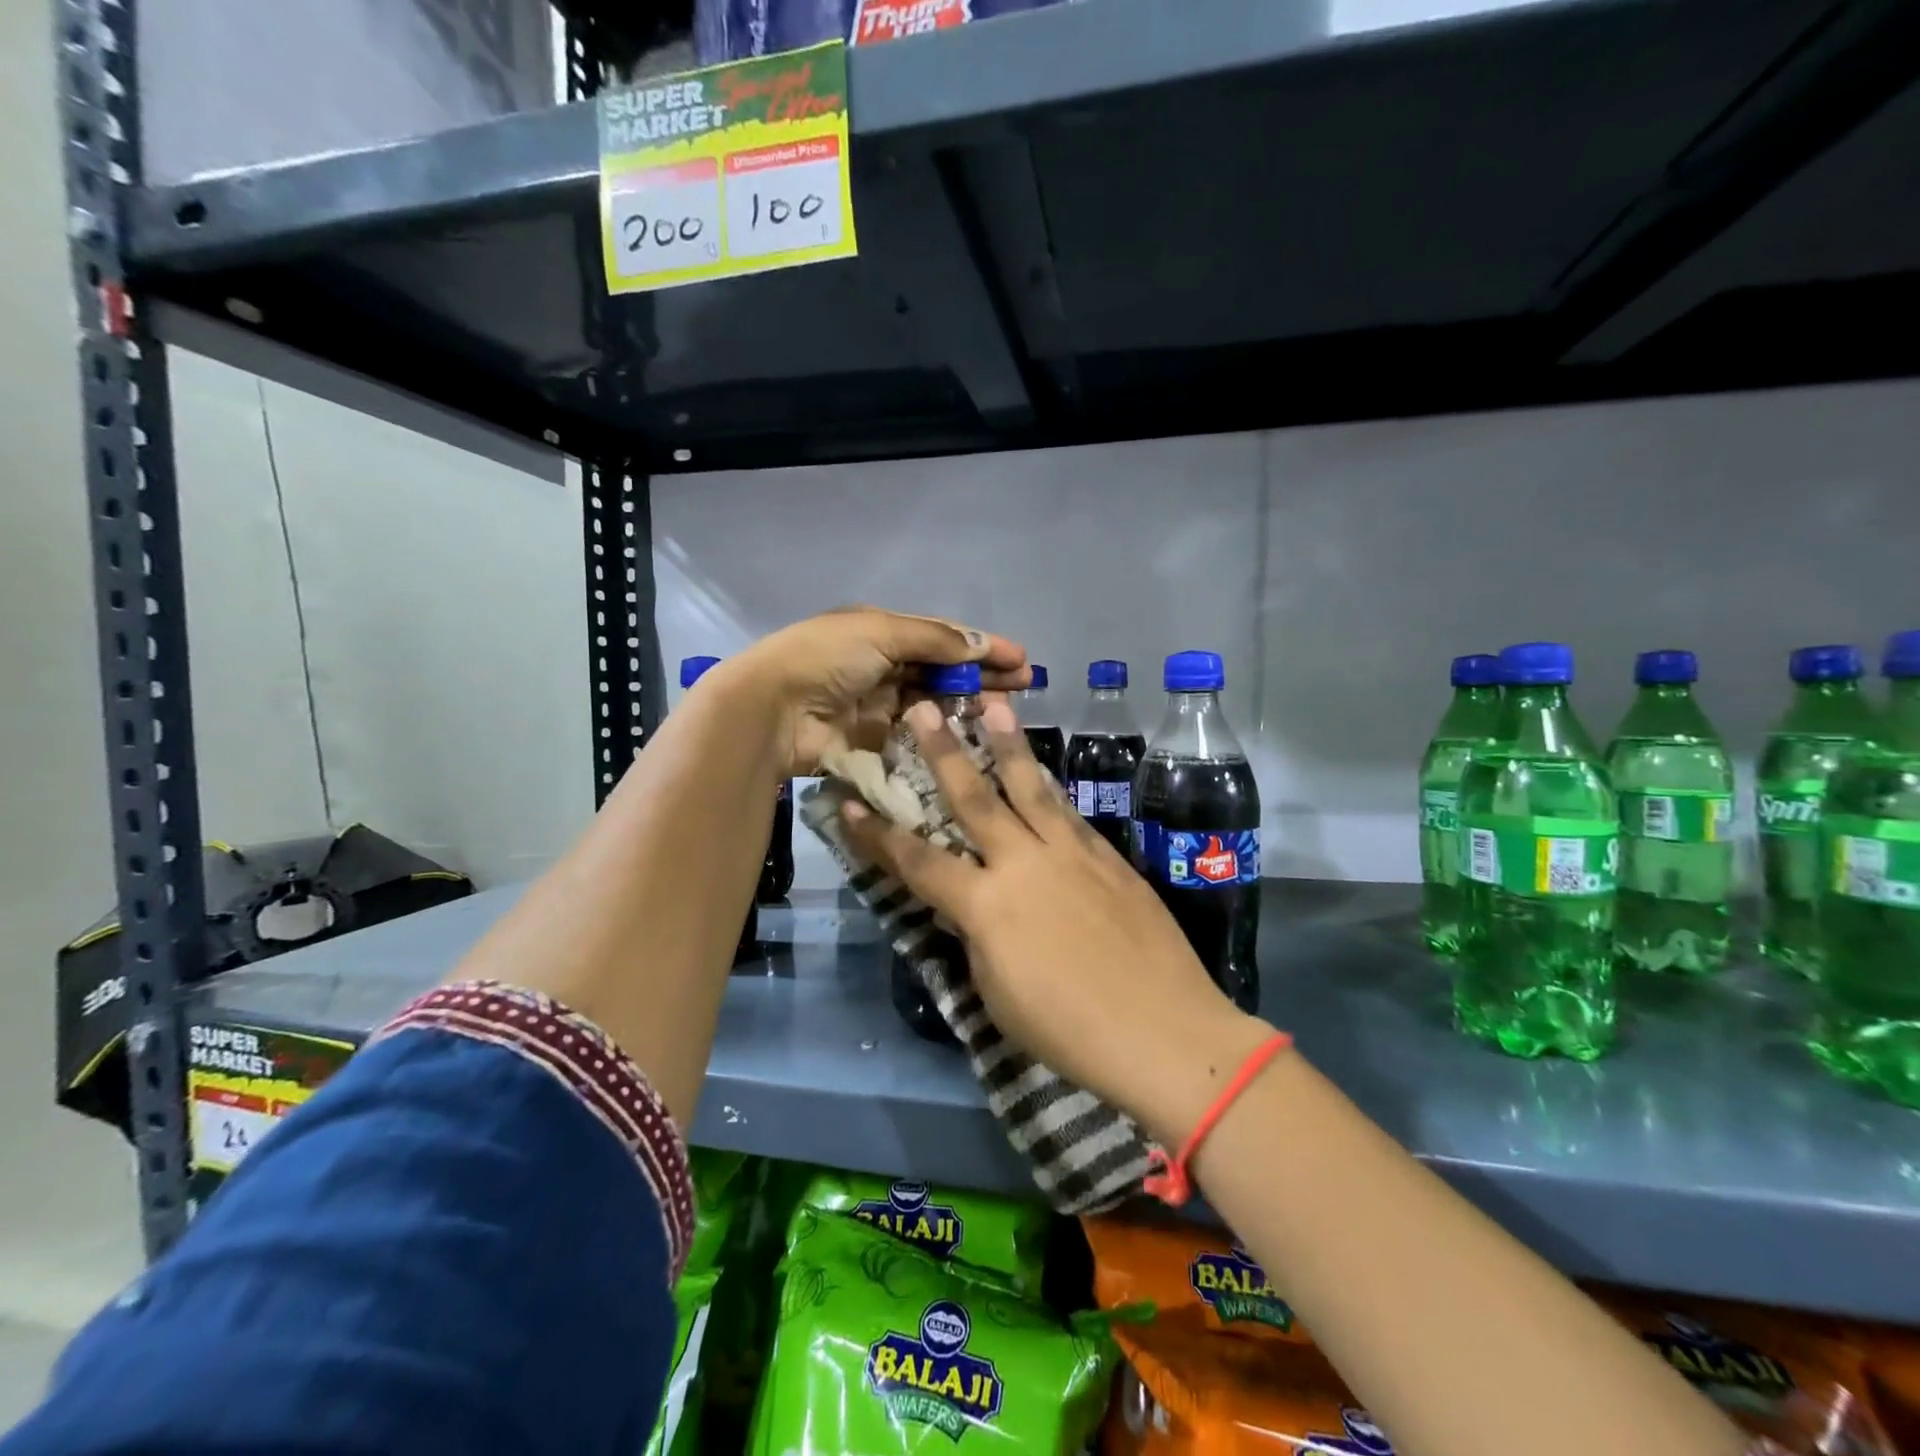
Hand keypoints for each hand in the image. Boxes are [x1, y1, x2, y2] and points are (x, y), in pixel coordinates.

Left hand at [713, 607, 1027, 778]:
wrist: (773, 710)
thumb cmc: (827, 658)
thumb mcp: (881, 632)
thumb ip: (935, 640)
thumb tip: (981, 644)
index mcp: (880, 631)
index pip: (942, 637)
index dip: (981, 646)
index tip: (1021, 659)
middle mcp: (881, 665)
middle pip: (942, 670)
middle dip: (983, 675)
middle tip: (1025, 686)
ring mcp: (878, 705)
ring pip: (933, 704)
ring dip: (968, 705)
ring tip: (1005, 713)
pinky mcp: (873, 741)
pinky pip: (916, 736)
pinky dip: (942, 735)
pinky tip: (972, 739)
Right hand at [841, 697, 1269, 1145]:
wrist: (1163, 1031)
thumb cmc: (1067, 1029)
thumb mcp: (996, 991)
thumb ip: (976, 936)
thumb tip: (970, 905)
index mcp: (986, 905)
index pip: (917, 861)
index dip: (878, 835)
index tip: (849, 803)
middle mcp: (1024, 863)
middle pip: (975, 799)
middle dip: (943, 753)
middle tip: (923, 709)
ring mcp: (1071, 854)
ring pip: (1031, 788)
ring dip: (1008, 745)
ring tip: (994, 706)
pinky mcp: (1108, 858)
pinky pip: (1068, 813)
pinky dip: (1049, 788)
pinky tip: (1044, 773)